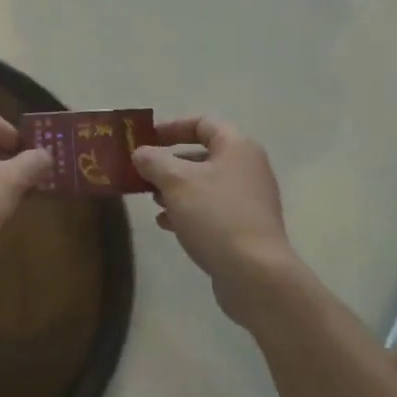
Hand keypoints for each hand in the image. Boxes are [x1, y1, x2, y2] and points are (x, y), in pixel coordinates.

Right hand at [133, 117, 300, 322]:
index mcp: (237, 147)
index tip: (145, 139)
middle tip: (141, 172)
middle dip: (169, 162)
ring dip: (175, 189)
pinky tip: (166, 224)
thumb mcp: (176, 181)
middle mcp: (247, 168)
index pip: (202, 123)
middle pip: (202, 154)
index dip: (171, 127)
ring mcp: (248, 200)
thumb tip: (141, 153)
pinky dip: (187, 211)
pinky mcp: (244, 228)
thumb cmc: (215, 215)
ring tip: (151, 200)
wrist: (255, 274)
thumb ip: (154, 161)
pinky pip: (210, 210)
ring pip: (204, 185)